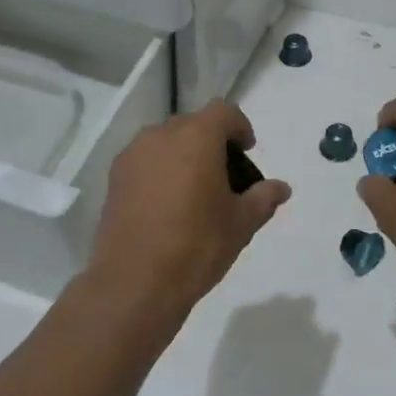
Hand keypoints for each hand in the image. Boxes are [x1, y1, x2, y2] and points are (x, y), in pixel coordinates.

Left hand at [88, 100, 291, 322]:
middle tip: (224, 176)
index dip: (240, 127)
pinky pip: (145, 161)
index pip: (224, 112)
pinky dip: (160, 171)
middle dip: (212, 142)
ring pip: (166, 142)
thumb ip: (263, 198)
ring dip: (184, 155)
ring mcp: (133, 156)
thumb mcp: (241, 223)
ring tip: (194, 191)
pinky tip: (167, 205)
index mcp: (196, 138)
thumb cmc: (196, 246)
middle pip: (193, 124)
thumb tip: (281, 188)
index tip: (246, 152)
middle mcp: (161, 136)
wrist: (134, 282)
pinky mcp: (114, 178)